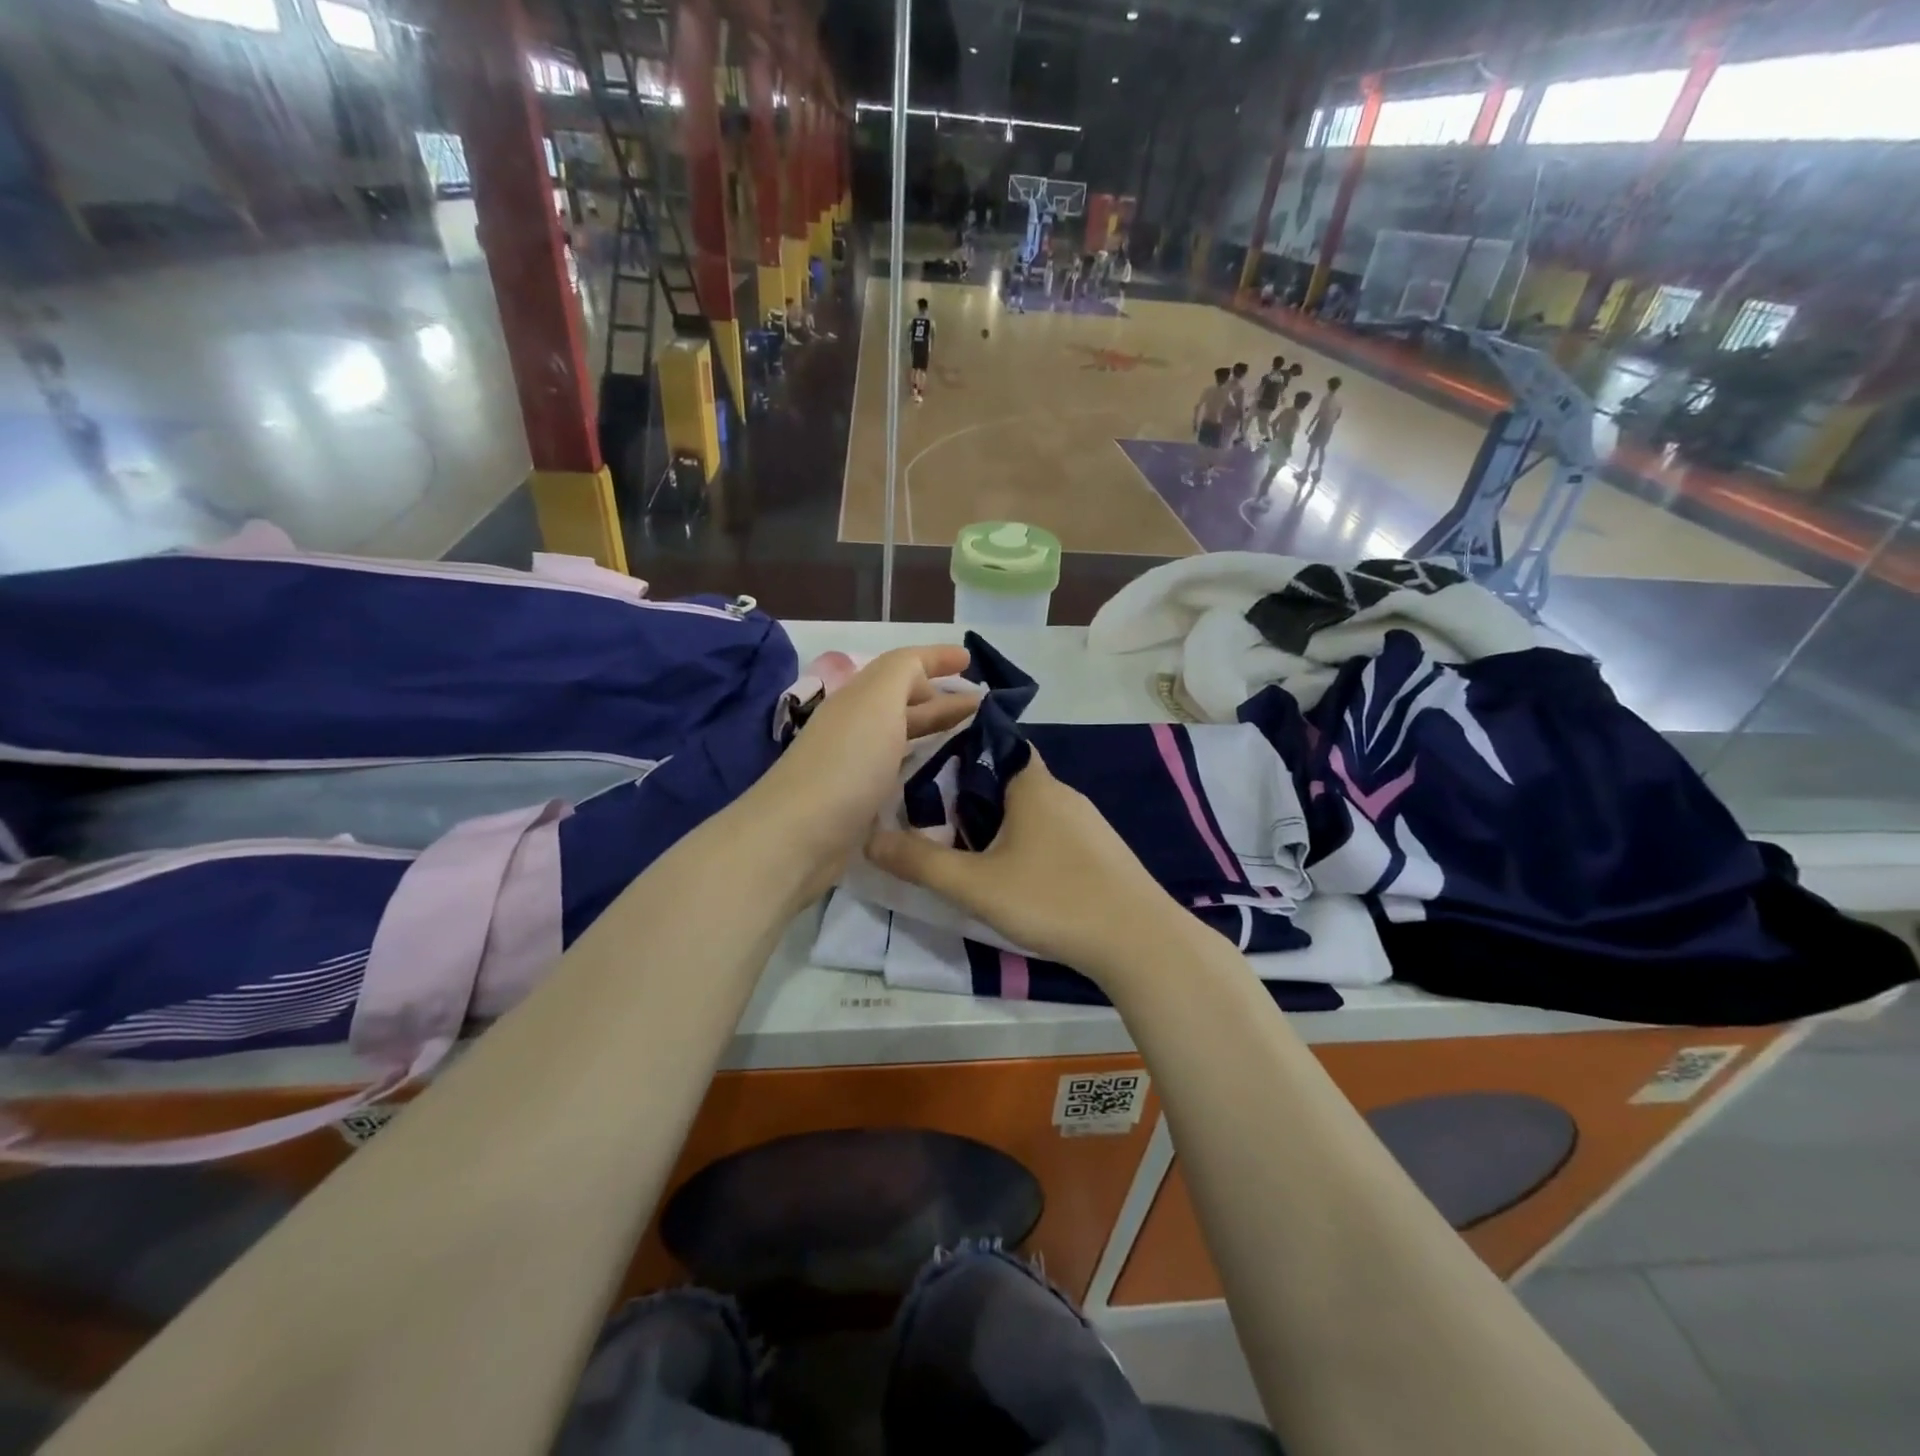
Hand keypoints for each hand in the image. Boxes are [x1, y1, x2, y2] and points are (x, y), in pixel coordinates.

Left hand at [757, 645, 978, 900]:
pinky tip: (942, 777)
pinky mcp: (859, 801)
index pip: (902, 666)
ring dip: (934, 730)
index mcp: (861, 697)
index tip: (971, 661)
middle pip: (903, 702)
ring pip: (902, 736)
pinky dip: (922, 766)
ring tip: (972, 738)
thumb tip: (923, 671)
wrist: (799, 836)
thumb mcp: (878, 701)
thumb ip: (903, 672)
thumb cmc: (846, 762)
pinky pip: (898, 772)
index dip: (935, 658)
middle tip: (983, 707)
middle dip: (941, 698)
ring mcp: (856, 765)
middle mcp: (857, 726)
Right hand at [867, 750, 1191, 983]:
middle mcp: (1062, 792)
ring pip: (1030, 809)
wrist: (1138, 941)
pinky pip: (1053, 833)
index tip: (924, 777)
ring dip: (999, 823)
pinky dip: (1027, 843)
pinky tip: (1017, 877)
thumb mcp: (975, 885)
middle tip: (933, 822)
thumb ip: (920, 862)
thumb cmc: (1052, 899)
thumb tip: (868, 839)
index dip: (957, 754)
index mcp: (1032, 783)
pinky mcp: (1101, 851)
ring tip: (967, 852)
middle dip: (969, 796)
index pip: (991, 744)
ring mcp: (1087, 822)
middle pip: (1006, 778)